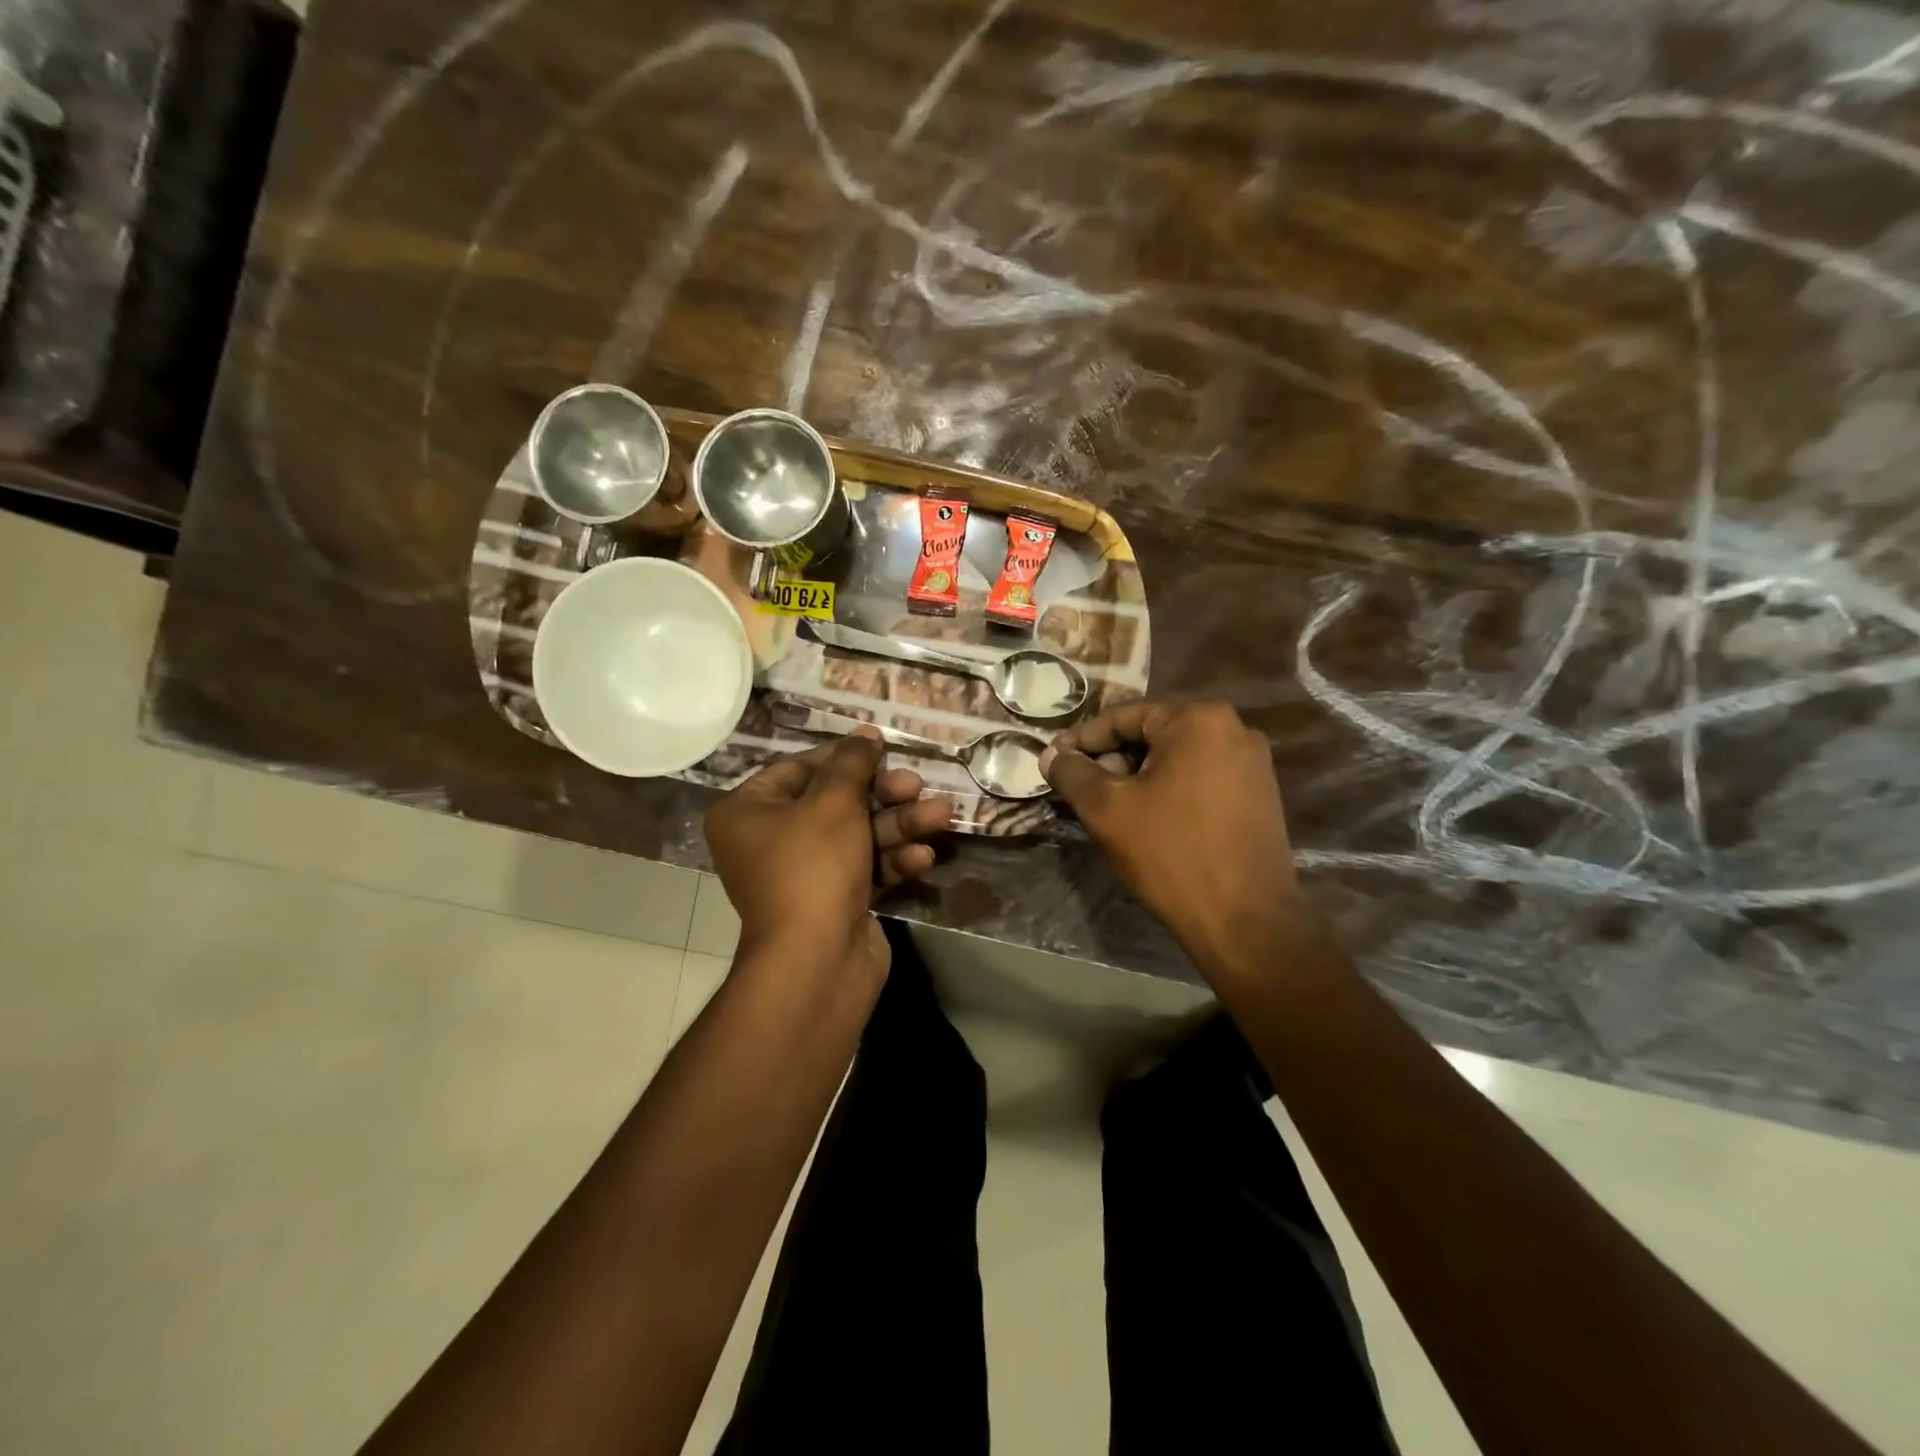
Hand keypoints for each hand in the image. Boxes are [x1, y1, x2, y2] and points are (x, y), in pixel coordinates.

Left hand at [703, 730, 951, 981]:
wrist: (817, 962)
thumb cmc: (813, 866)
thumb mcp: (834, 802)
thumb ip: (852, 763)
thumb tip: (864, 735)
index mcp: (748, 812)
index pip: (798, 769)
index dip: (843, 758)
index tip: (881, 749)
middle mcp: (769, 841)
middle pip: (834, 802)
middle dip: (882, 795)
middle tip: (916, 785)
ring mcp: (803, 875)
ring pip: (857, 835)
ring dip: (899, 825)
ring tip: (940, 815)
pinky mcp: (834, 901)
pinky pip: (864, 868)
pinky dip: (893, 860)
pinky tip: (923, 857)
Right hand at [1041, 700, 1304, 970]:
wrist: (1245, 921)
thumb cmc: (1171, 854)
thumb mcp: (1108, 810)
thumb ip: (1073, 774)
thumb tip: (1051, 755)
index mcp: (1198, 719)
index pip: (1124, 717)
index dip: (1083, 739)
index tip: (1054, 761)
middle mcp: (1234, 729)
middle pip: (1153, 734)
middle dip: (1112, 759)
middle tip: (1082, 790)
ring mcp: (1252, 763)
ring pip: (1176, 758)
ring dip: (1138, 777)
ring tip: (1110, 809)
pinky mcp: (1260, 794)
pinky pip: (1200, 777)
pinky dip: (1169, 790)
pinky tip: (1148, 819)